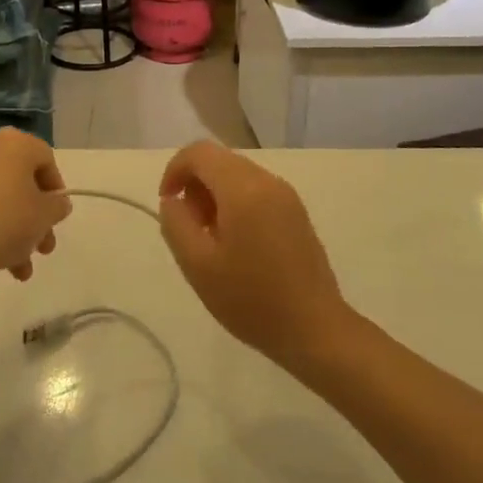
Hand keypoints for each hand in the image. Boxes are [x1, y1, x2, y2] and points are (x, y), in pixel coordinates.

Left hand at [0, 128, 70, 284]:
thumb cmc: (2, 222)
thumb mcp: (43, 217)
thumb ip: (58, 206)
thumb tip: (56, 202)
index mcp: (15, 143)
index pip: (46, 159)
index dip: (56, 190)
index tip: (56, 218)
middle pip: (23, 182)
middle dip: (36, 219)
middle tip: (42, 249)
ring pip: (1, 198)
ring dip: (16, 231)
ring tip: (21, 268)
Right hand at [158, 141, 352, 372]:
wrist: (315, 330)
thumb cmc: (251, 299)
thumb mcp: (197, 265)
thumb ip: (176, 223)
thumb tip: (174, 199)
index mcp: (243, 188)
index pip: (199, 152)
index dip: (174, 170)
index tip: (167, 204)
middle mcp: (267, 181)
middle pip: (219, 161)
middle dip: (195, 185)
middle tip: (190, 229)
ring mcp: (286, 195)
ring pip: (237, 176)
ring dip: (215, 196)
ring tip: (211, 241)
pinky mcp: (296, 212)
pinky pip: (256, 192)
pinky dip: (235, 205)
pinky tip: (237, 246)